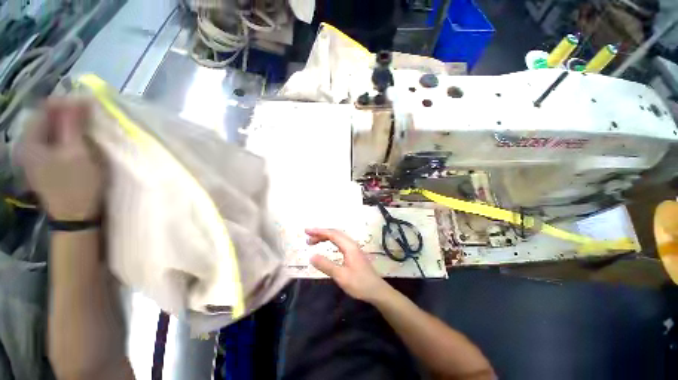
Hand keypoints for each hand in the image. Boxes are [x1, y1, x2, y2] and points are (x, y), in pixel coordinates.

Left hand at [17, 99, 103, 219]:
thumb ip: (73, 124)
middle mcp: (27, 146)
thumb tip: (77, 98)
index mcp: (30, 142)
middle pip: (46, 120)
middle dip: (67, 115)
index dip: (66, 103)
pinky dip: (65, 138)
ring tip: (85, 130)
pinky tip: (77, 143)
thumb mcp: (78, 152)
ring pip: (50, 131)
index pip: (45, 109)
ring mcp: (33, 157)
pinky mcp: (42, 165)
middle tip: (89, 118)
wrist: (76, 217)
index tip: (88, 104)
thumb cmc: (78, 184)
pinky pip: (52, 143)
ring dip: (68, 127)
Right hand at [307, 228, 392, 302]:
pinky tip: (327, 246)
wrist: (377, 291)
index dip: (319, 231)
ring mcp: (354, 248)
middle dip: (320, 233)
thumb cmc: (360, 284)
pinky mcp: (354, 253)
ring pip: (338, 237)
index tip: (307, 232)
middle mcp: (351, 244)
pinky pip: (340, 242)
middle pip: (335, 233)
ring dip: (325, 237)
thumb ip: (326, 265)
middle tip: (307, 238)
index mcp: (349, 246)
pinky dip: (331, 241)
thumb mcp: (341, 276)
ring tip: (313, 241)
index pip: (332, 234)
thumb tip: (311, 256)